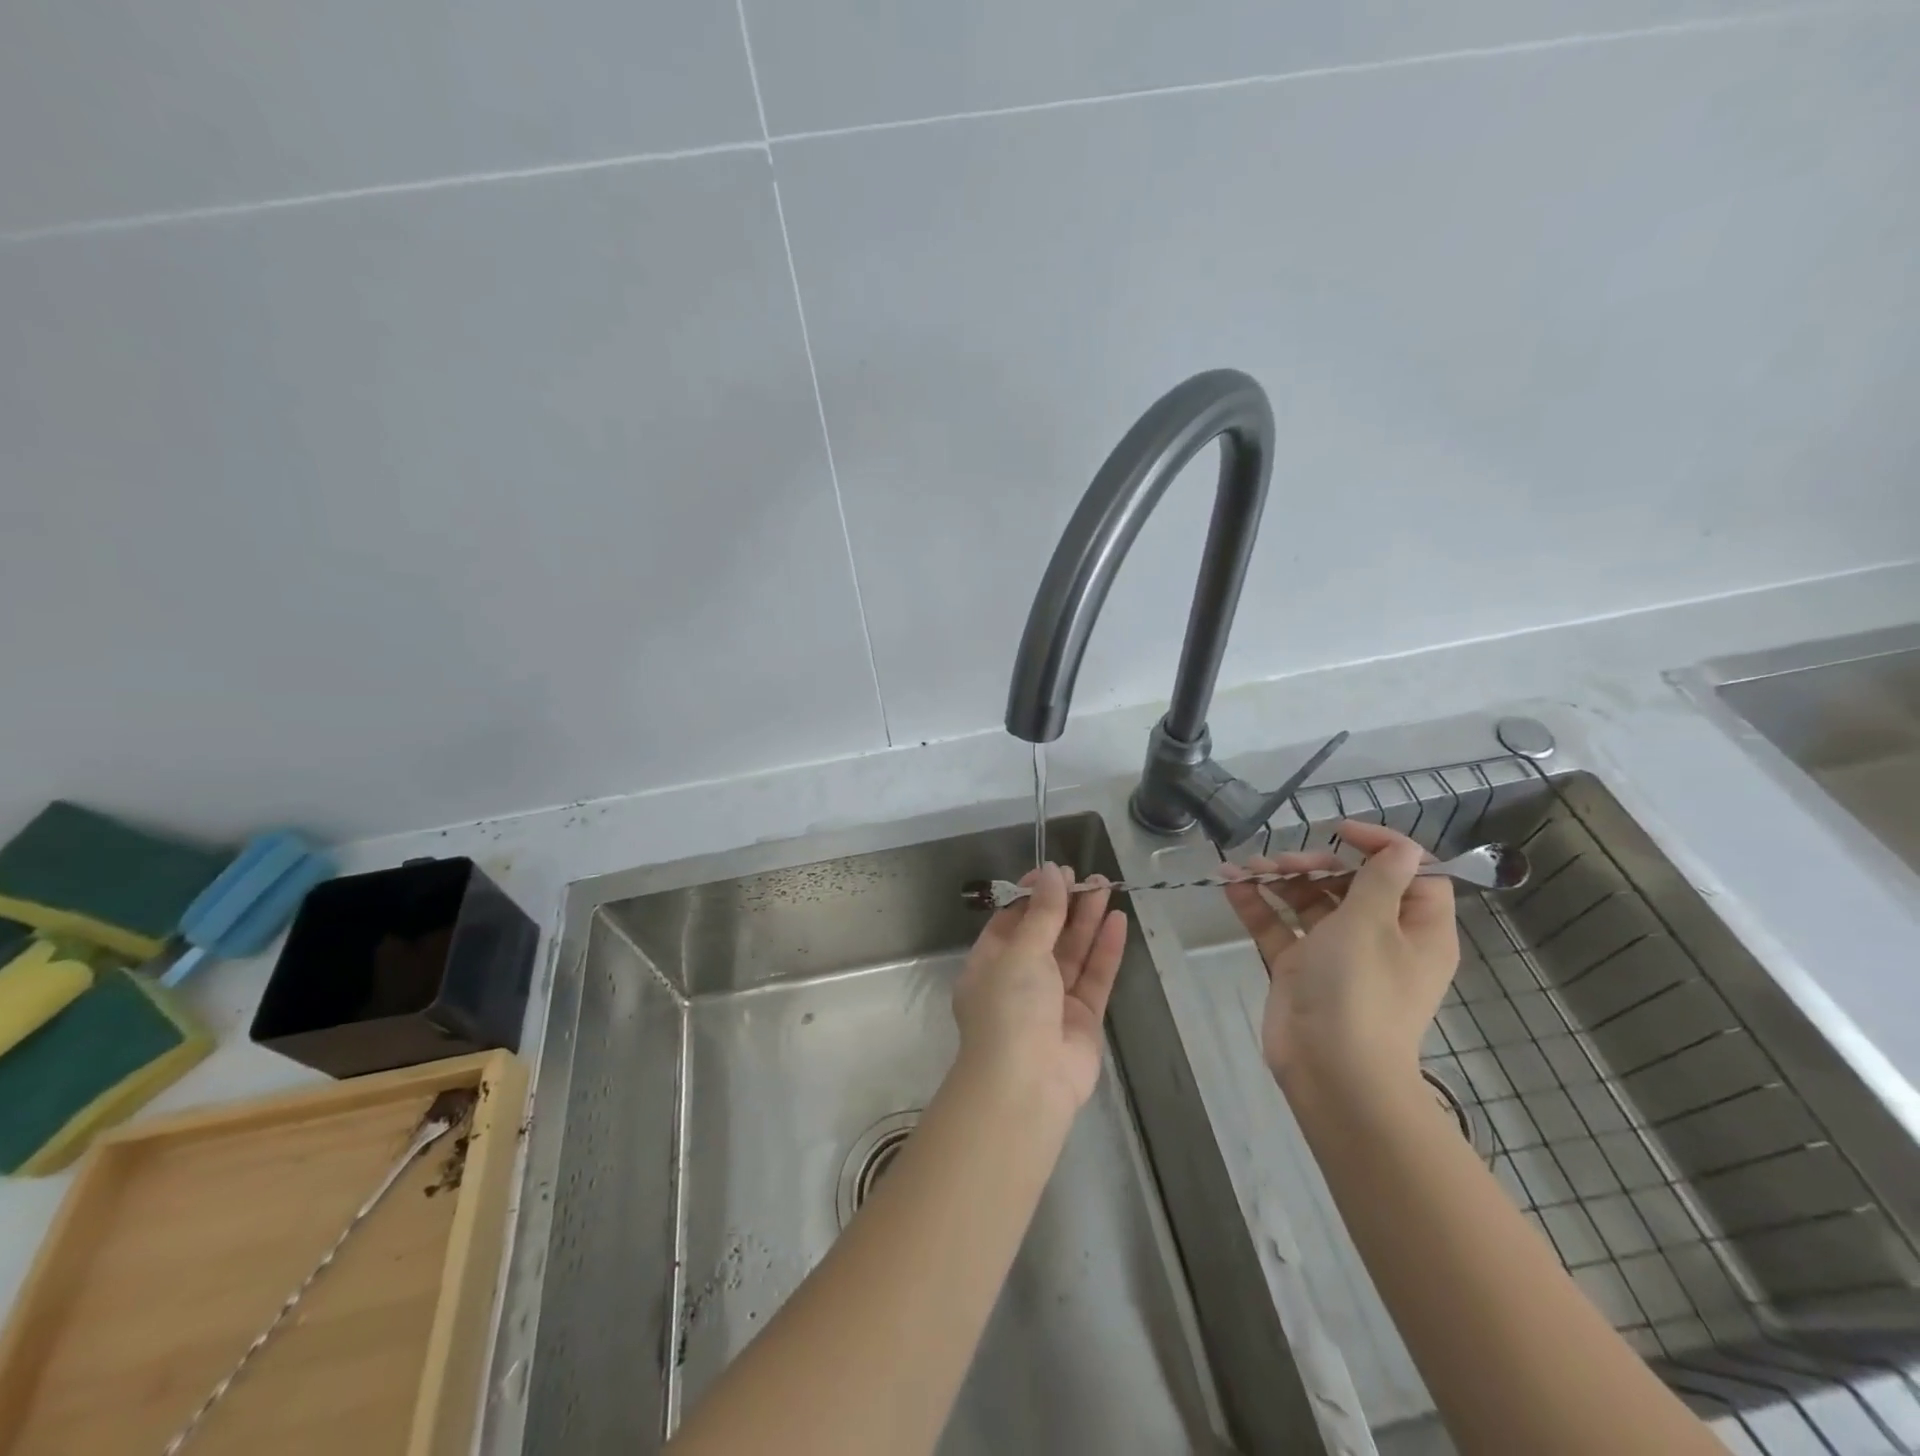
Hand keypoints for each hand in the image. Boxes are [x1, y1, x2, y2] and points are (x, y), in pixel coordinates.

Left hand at [952, 863, 1126, 1113]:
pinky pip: (1094, 977)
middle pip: (1045, 935)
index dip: (1032, 896)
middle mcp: (1019, 981)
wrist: (1027, 1084)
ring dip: (1088, 921)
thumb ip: (1042, 913)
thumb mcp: (1021, 951)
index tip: (1054, 872)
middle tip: (1089, 877)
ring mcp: (1052, 1001)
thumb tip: (1050, 873)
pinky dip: (1105, 950)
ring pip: (1072, 953)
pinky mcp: (1082, 1019)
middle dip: (1066, 905)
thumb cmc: (1010, 1007)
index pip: (1010, 921)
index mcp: (989, 964)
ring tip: (1106, 886)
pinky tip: (1118, 920)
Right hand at [1222, 820, 1458, 1096]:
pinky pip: (1279, 926)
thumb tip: (1404, 847)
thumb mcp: (1371, 924)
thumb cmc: (1361, 989)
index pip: (1411, 873)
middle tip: (1284, 862)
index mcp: (1416, 929)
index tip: (1340, 832)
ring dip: (1280, 880)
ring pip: (1310, 902)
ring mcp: (1336, 954)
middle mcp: (1380, 938)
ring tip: (1248, 868)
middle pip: (1351, 884)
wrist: (1331, 1070)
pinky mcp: (1300, 968)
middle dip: (1315, 865)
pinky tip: (1231, 884)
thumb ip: (1380, 879)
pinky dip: (1258, 905)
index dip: (1380, 846)